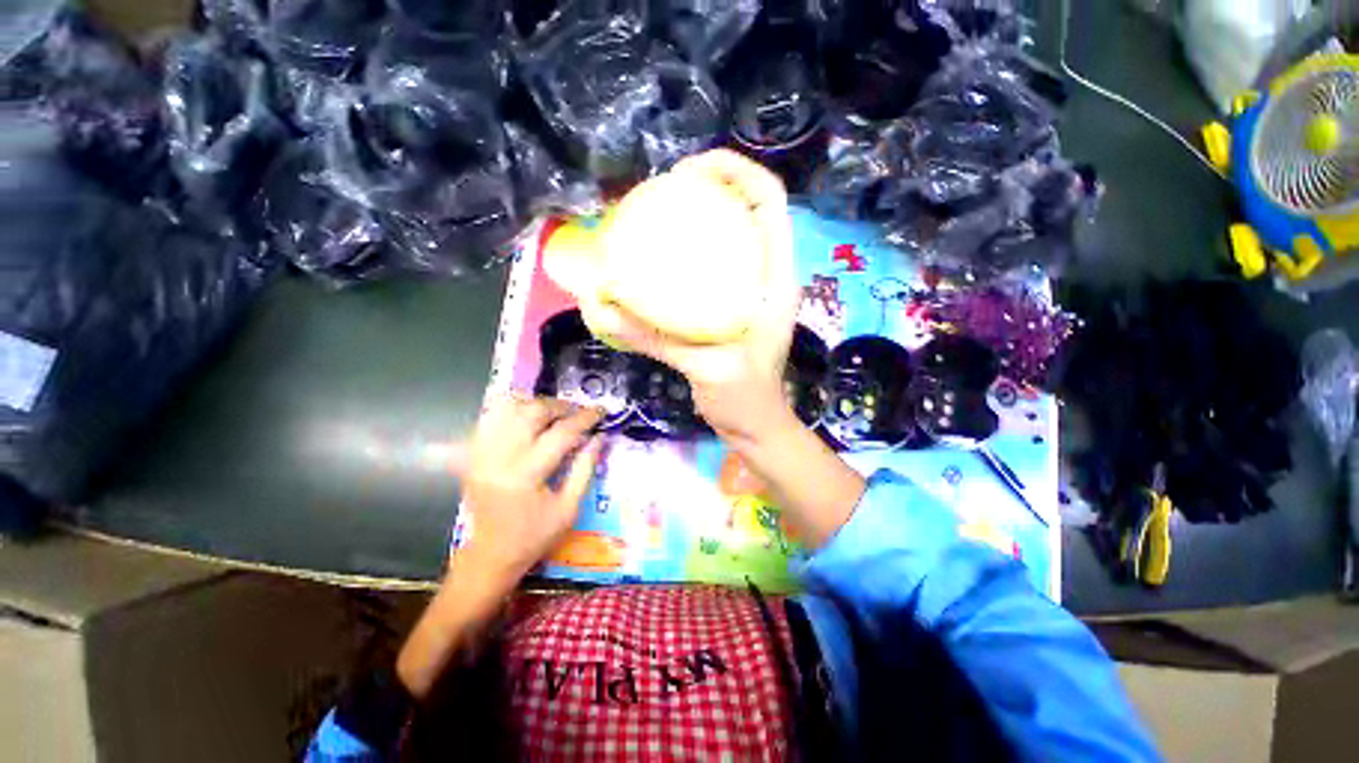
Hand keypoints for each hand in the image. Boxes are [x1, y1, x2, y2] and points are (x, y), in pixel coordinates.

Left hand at [457, 396, 604, 589]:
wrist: (491, 555)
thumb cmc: (535, 536)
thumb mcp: (570, 508)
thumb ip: (585, 468)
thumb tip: (599, 437)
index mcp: (526, 475)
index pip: (561, 433)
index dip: (585, 418)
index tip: (600, 411)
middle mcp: (499, 458)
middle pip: (532, 412)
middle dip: (561, 406)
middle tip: (577, 412)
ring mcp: (481, 453)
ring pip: (507, 407)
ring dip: (534, 403)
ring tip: (553, 413)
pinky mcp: (472, 454)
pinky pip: (489, 418)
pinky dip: (509, 410)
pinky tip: (526, 417)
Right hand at [581, 149, 800, 445]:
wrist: (755, 426)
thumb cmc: (746, 399)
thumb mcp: (705, 368)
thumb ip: (655, 338)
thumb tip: (600, 307)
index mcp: (776, 282)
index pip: (770, 204)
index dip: (739, 171)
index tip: (692, 169)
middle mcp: (766, 278)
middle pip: (749, 211)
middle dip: (715, 186)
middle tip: (668, 188)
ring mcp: (748, 292)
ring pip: (730, 237)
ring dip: (702, 218)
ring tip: (662, 213)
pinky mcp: (730, 308)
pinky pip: (712, 268)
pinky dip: (690, 254)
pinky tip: (659, 261)